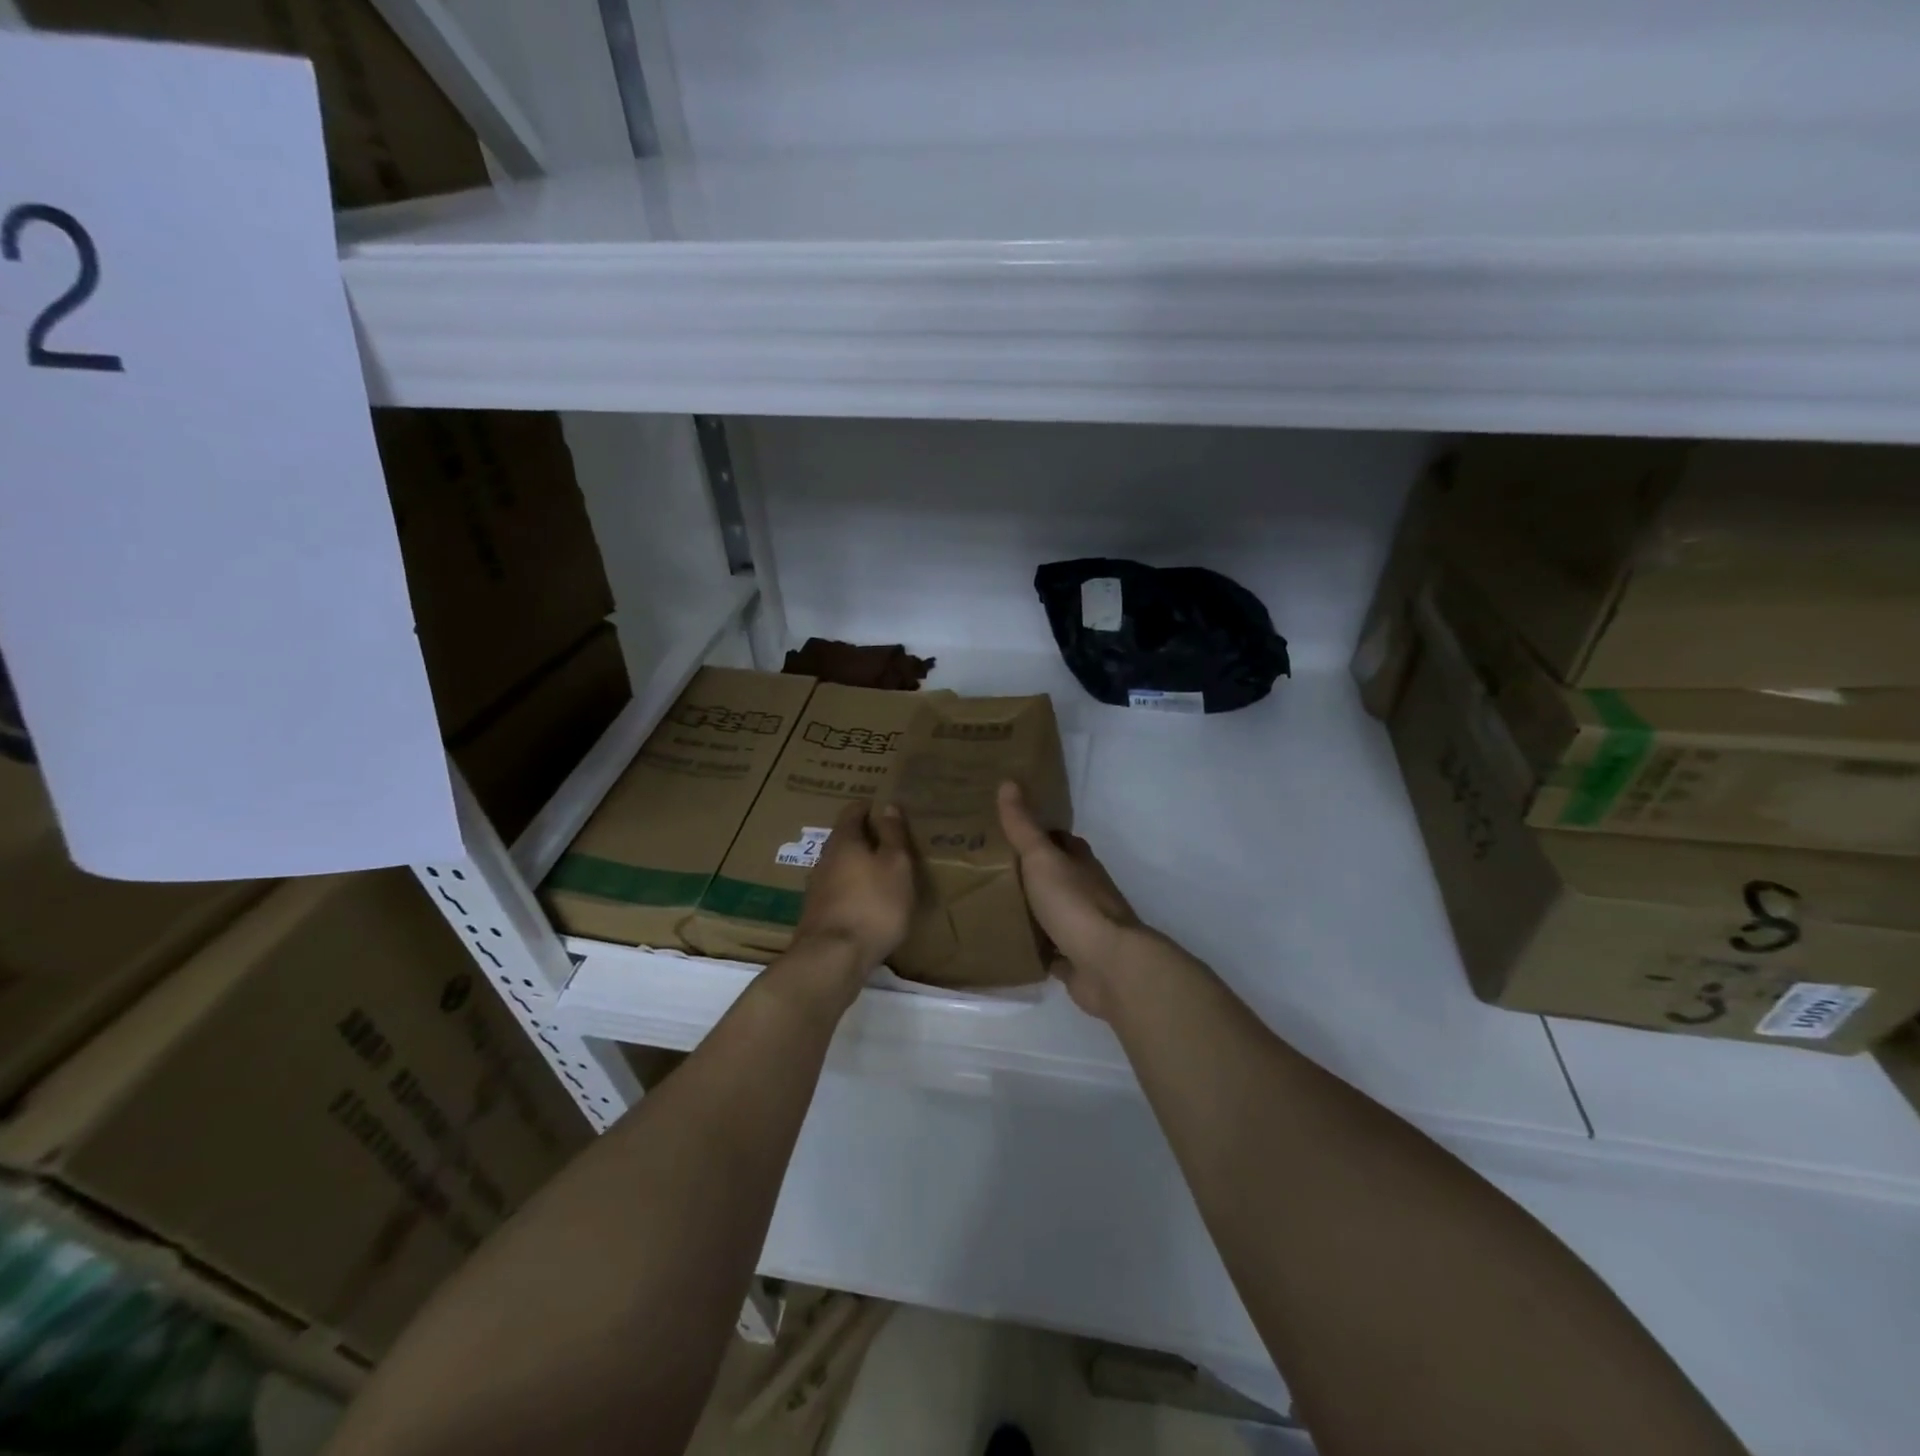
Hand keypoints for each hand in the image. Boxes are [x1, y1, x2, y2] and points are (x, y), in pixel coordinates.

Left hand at [793, 799, 915, 976]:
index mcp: (844, 840)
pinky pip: (838, 890)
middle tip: (890, 841)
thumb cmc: (874, 904)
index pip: (853, 811)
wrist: (833, 958)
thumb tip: (887, 806)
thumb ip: (892, 835)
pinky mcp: (817, 914)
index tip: (886, 810)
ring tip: (883, 872)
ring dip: (858, 865)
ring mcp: (817, 888)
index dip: (870, 807)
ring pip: (840, 865)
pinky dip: (853, 888)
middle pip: (844, 838)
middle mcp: (825, 858)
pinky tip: (868, 902)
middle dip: (865, 837)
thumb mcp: (896, 865)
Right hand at [997, 781, 1142, 1020]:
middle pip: (1054, 876)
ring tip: (990, 904)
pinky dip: (1034, 946)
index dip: (1035, 833)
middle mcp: (1085, 890)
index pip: (1058, 840)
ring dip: (1030, 909)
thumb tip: (1008, 781)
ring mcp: (1082, 926)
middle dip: (1028, 873)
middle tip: (987, 869)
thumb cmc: (1074, 904)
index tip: (1004, 830)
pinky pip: (1049, 949)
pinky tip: (1008, 944)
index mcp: (1080, 862)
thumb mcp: (1042, 857)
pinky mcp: (1075, 959)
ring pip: (1051, 912)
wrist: (1107, 965)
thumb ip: (1023, 826)